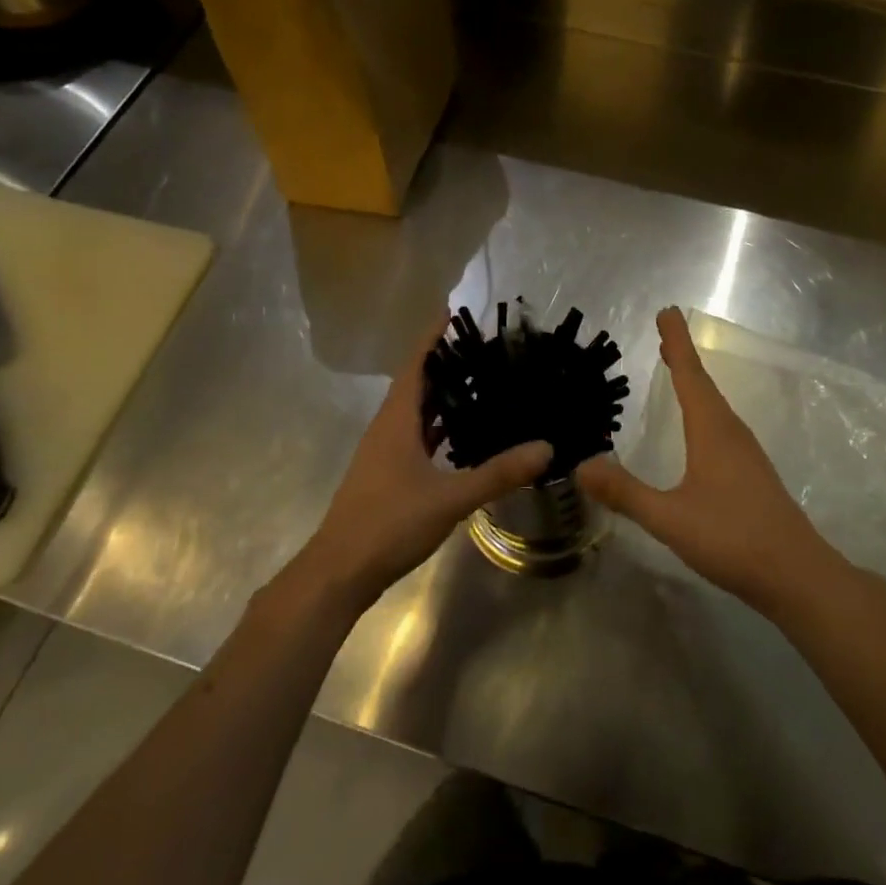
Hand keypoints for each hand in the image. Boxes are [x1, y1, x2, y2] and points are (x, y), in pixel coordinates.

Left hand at [302, 313, 551, 602]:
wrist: (339, 572)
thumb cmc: (389, 523)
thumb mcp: (450, 497)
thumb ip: (498, 473)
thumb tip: (546, 447)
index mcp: (396, 420)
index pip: (416, 364)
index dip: (433, 337)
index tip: (454, 313)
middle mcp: (388, 428)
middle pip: (417, 384)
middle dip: (446, 364)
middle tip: (485, 350)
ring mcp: (385, 453)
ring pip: (417, 413)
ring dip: (443, 396)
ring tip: (481, 385)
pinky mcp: (388, 475)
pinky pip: (417, 437)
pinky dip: (439, 428)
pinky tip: (464, 437)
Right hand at [576, 308, 840, 616]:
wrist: (797, 574)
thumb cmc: (733, 538)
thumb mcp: (670, 518)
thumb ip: (626, 493)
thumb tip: (581, 465)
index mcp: (712, 431)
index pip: (689, 375)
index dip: (677, 342)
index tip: (667, 311)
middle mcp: (731, 432)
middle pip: (703, 384)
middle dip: (682, 357)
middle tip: (665, 332)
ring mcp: (746, 453)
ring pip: (714, 405)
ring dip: (694, 382)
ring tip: (676, 367)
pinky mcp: (752, 473)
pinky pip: (721, 426)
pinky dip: (703, 409)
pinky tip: (699, 428)